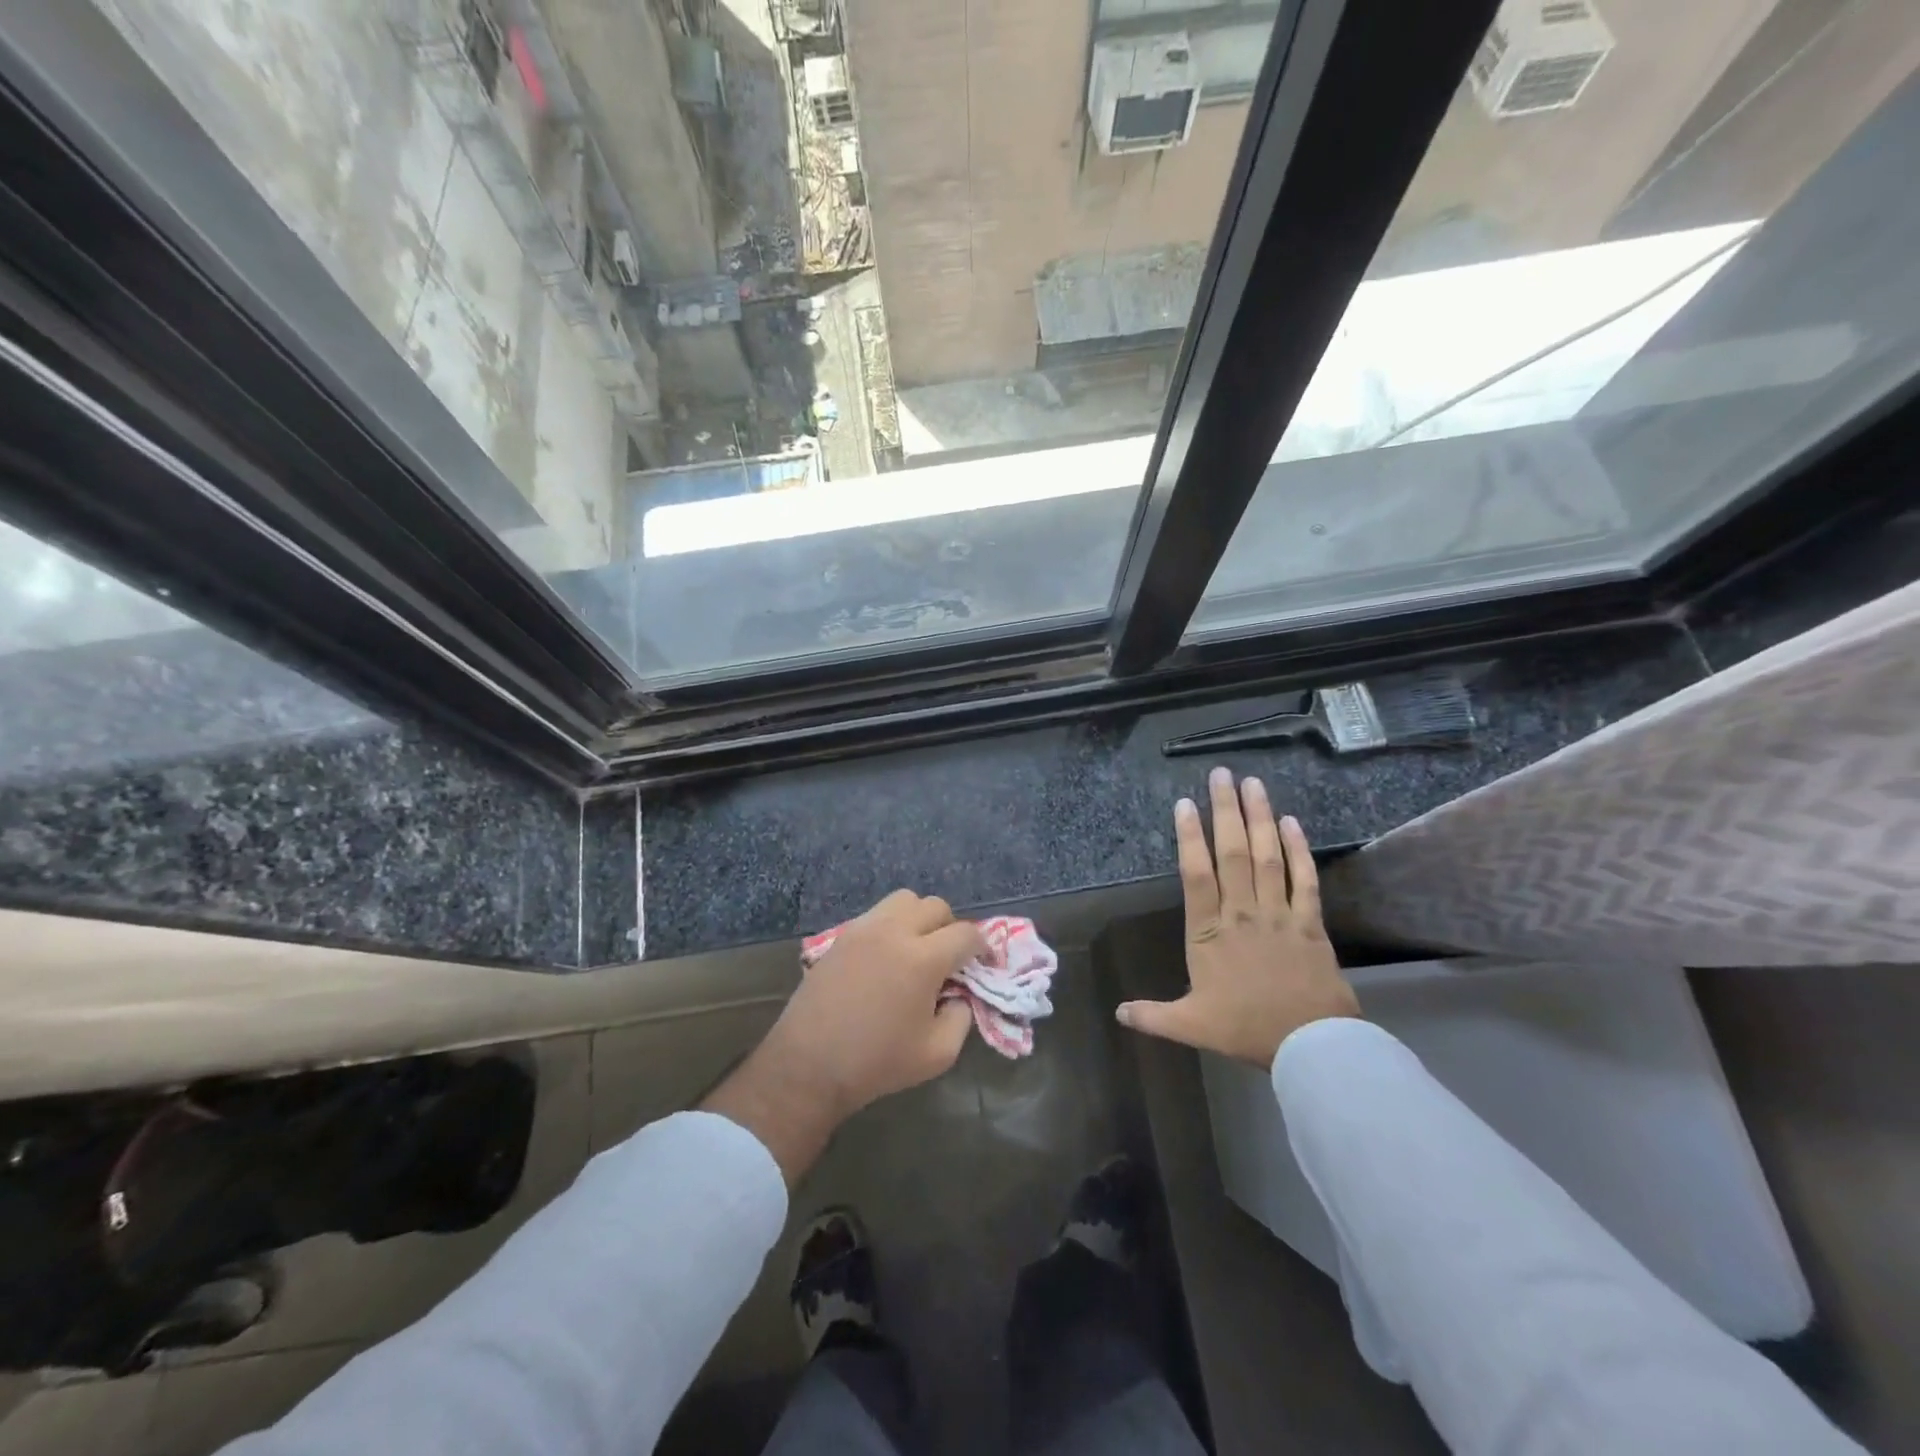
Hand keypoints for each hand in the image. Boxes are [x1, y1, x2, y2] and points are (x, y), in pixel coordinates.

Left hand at [704, 891, 982, 1182]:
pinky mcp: (842, 935)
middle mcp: (895, 931)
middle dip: (951, 928)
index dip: (982, 947)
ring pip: (904, 900)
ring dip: (920, 918)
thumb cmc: (876, 1063)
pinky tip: (888, 956)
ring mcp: (864, 929)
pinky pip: (877, 913)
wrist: (808, 1065)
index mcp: (923, 959)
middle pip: (936, 907)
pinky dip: (892, 924)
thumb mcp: (937, 1054)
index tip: (984, 964)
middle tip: (949, 958)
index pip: (966, 933)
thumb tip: (959, 995)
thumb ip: (961, 1017)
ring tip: (918, 949)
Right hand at [1117, 768, 1359, 1067]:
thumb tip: (1117, 1012)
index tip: (1185, 804)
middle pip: (1232, 852)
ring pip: (1267, 857)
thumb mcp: (1191, 1025)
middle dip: (1225, 810)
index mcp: (1209, 932)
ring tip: (1253, 783)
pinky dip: (1299, 849)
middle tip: (1222, 774)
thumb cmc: (1246, 1030)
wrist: (1310, 1046)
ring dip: (1259, 817)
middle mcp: (1242, 912)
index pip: (1195, 874)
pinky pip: (1304, 879)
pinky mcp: (1310, 922)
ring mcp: (1278, 914)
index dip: (1189, 837)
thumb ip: (1152, 1016)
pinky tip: (1292, 822)